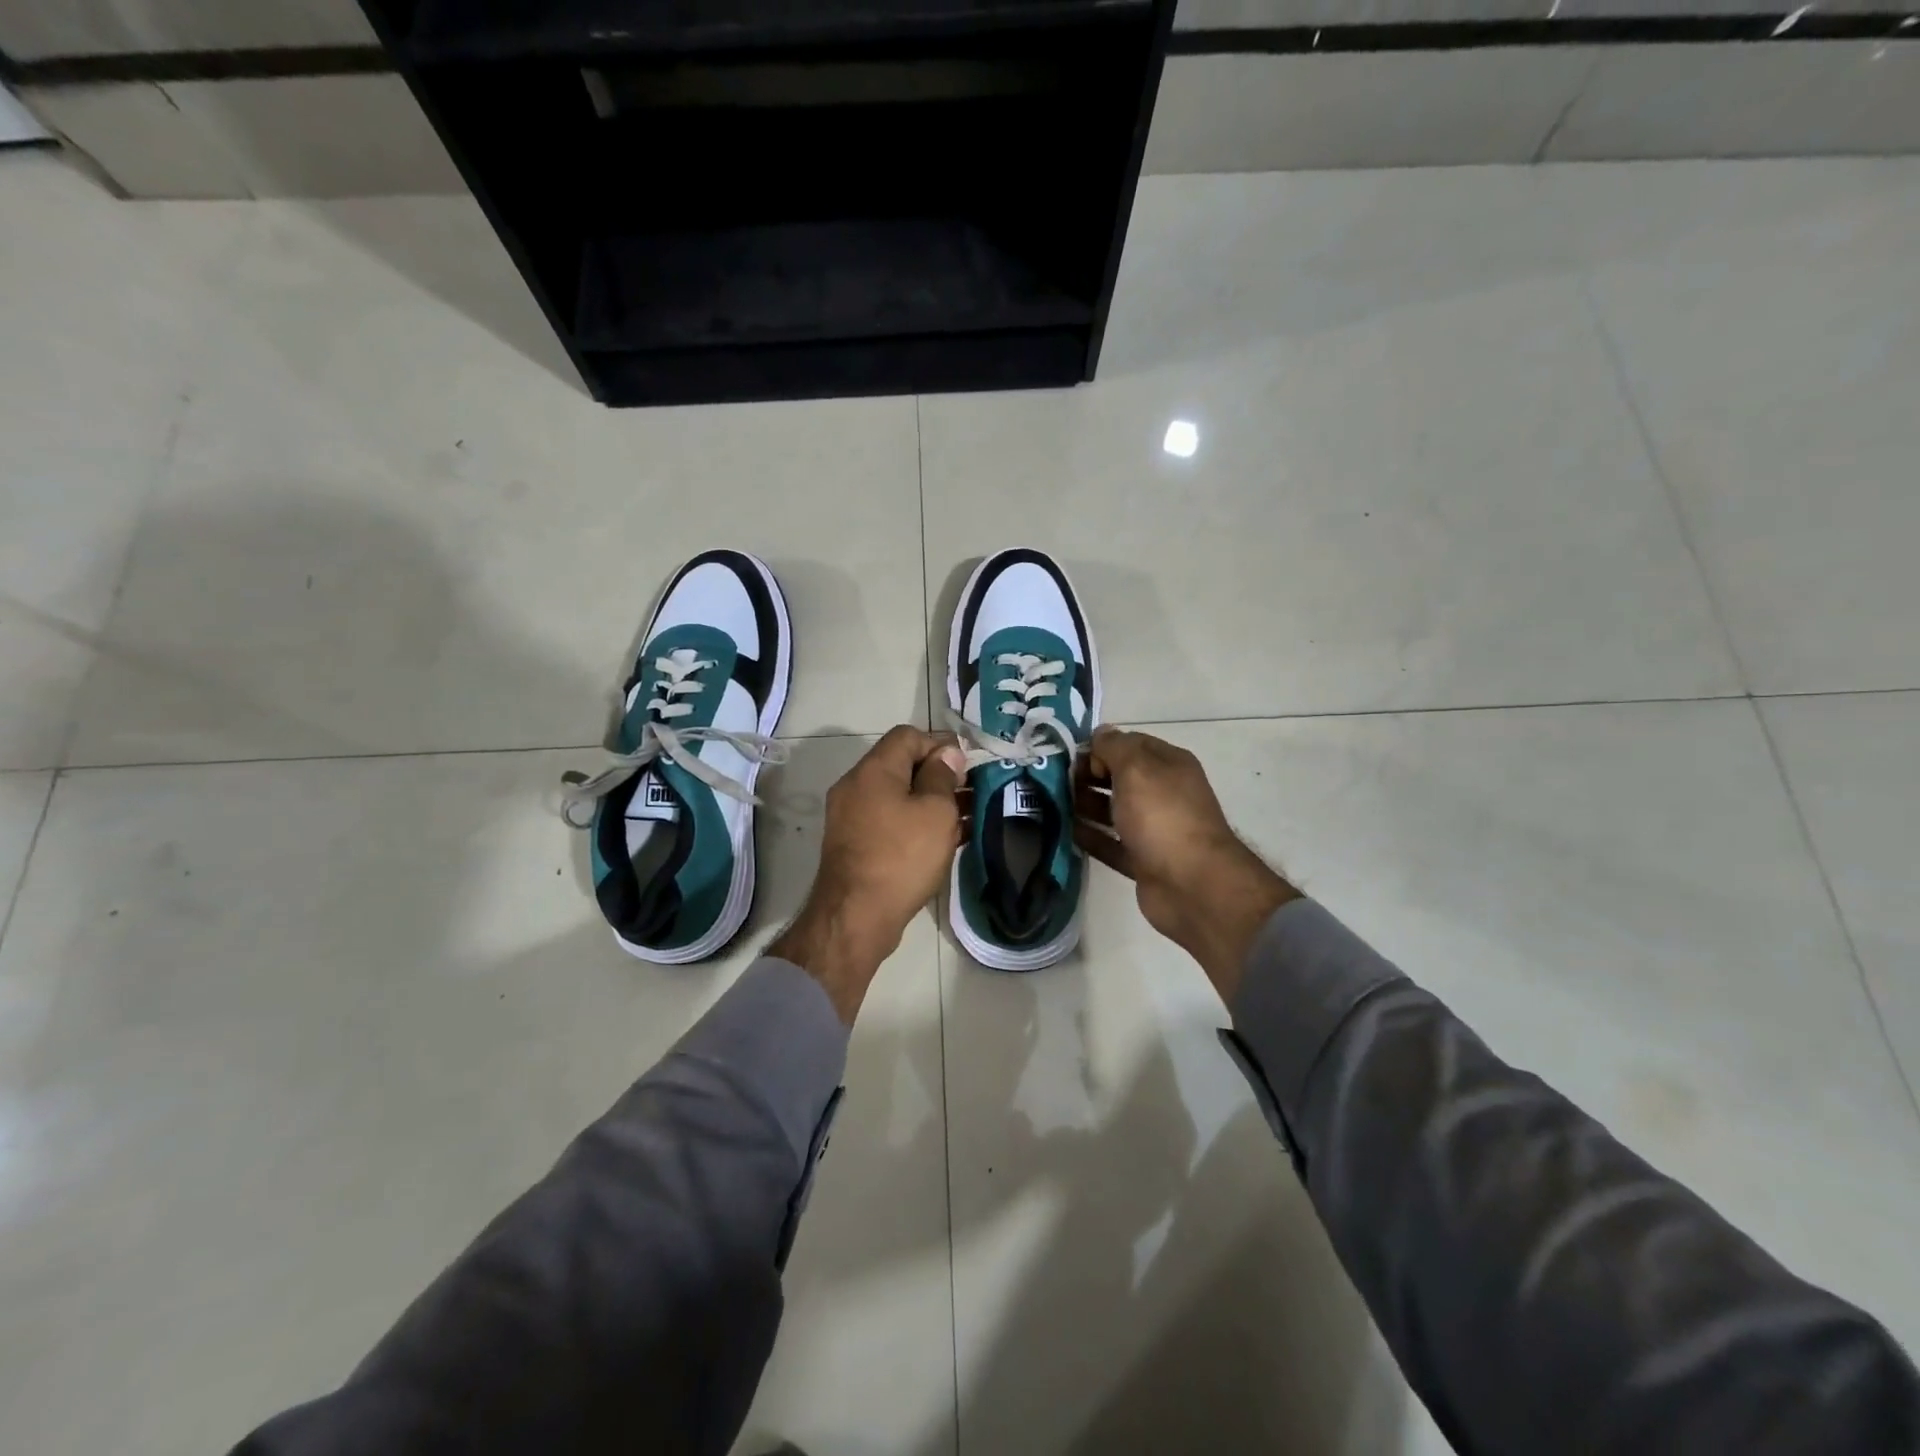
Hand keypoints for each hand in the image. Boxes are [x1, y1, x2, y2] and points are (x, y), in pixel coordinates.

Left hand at [770, 725, 967, 1022]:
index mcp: (874, 770)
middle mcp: (857, 786)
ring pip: (898, 796)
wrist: (856, 916)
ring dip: (931, 801)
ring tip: (967, 816)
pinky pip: (890, 820)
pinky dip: (916, 823)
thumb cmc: (902, 856)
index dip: (941, 744)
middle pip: (902, 765)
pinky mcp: (855, 844)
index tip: (968, 764)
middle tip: (972, 791)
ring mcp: (852, 817)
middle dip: (940, 775)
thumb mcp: (935, 812)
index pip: (908, 736)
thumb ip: (942, 776)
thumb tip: (946, 755)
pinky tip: (946, 839)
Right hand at [1075, 727, 1297, 1001]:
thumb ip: (1114, 747)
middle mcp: (1164, 793)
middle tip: (1055, 782)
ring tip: (1052, 804)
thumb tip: (1100, 733)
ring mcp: (1154, 829)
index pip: (1130, 744)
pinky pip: (1111, 843)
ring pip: (1113, 811)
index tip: (1071, 757)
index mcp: (1169, 765)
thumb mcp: (1136, 768)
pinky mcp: (1143, 861)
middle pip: (1119, 777)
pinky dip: (1091, 837)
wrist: (1192, 884)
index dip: (1100, 747)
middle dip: (1088, 776)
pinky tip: (1065, 832)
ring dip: (1085, 805)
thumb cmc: (1163, 816)